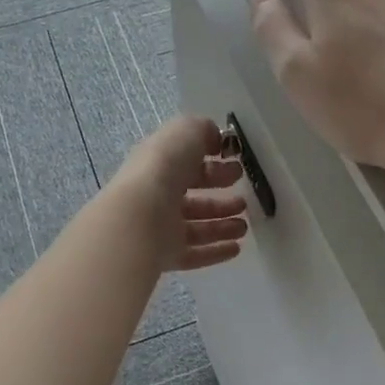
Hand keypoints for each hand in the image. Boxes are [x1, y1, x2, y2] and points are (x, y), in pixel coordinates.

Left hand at [108, 116, 249, 272]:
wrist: (140, 215)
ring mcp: (160, 227)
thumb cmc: (163, 167)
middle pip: (193, 198)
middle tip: (244, 201)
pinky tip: (236, 249)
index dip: (213, 164)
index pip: (188, 165)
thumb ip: (203, 130)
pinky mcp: (165, 254)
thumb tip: (216, 140)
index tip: (238, 168)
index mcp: (158, 165)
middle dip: (220, 198)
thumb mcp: (186, 131)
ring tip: (244, 226)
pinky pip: (194, 253)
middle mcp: (158, 196)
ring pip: (195, 227)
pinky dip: (215, 251)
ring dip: (222, 225)